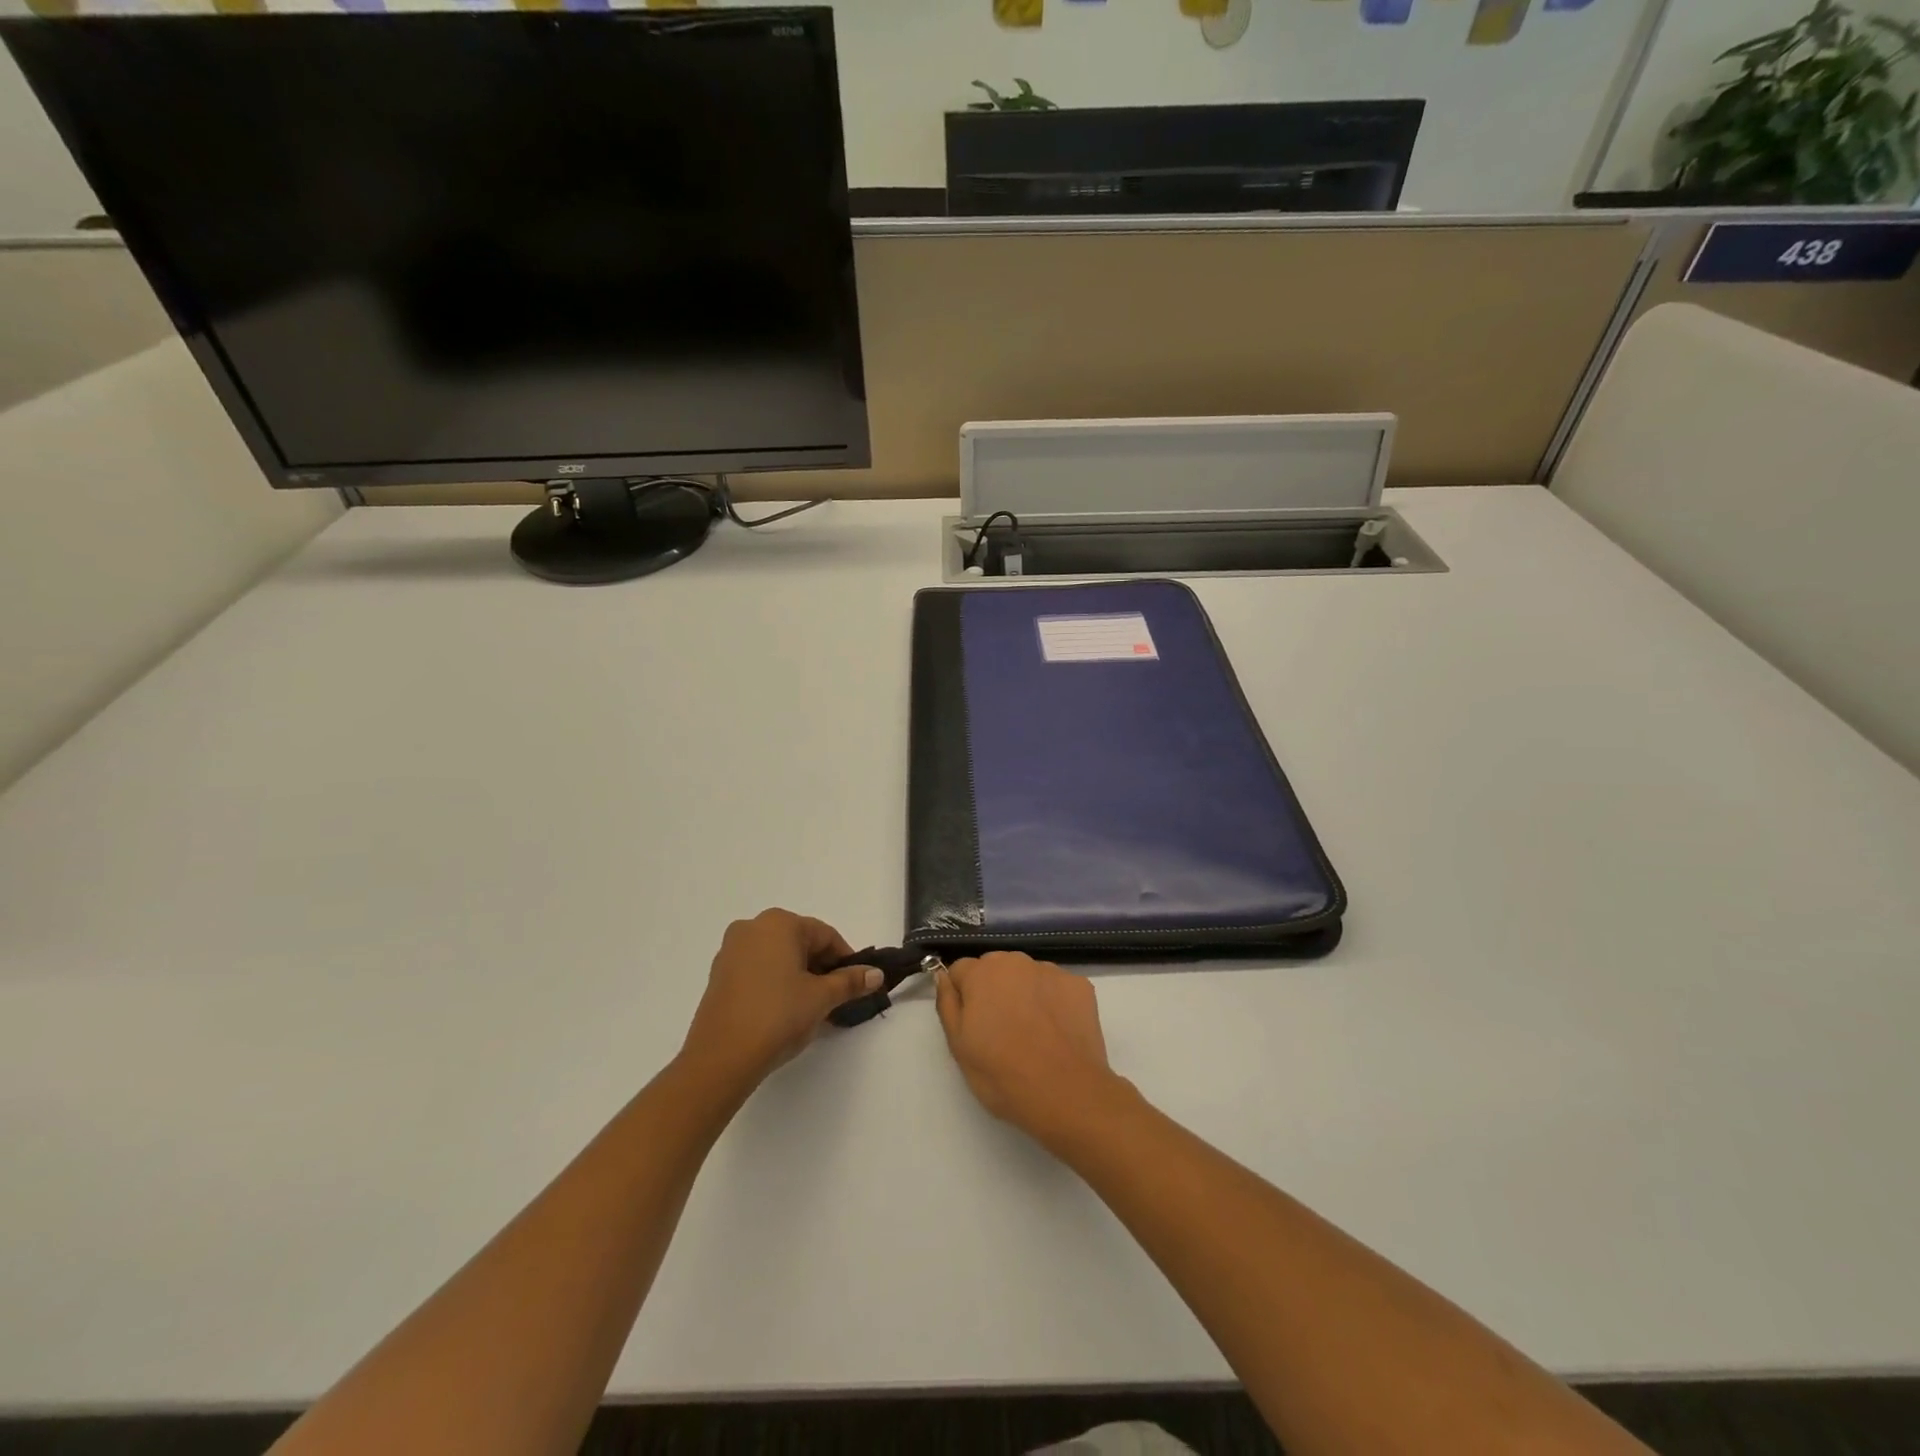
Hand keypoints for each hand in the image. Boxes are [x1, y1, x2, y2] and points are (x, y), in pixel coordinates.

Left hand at [680, 909, 883, 1090]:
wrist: (721, 1058)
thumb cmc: (778, 1016)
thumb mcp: (821, 998)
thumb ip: (850, 982)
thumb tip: (877, 974)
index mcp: (779, 923)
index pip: (825, 935)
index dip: (845, 960)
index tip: (856, 985)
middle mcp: (752, 928)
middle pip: (800, 943)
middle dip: (821, 968)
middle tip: (835, 998)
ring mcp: (730, 951)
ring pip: (778, 957)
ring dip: (799, 976)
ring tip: (811, 1008)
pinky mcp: (718, 975)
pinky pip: (758, 970)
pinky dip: (776, 983)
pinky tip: (784, 1011)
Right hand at [935, 952, 1126, 1146]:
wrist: (1067, 1093)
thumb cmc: (1003, 1075)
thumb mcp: (959, 1046)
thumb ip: (947, 1004)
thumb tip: (943, 976)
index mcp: (982, 973)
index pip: (961, 970)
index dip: (963, 996)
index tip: (972, 1024)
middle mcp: (1016, 961)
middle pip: (995, 967)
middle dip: (993, 990)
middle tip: (1000, 1030)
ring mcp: (1051, 971)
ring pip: (1027, 975)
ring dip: (1023, 992)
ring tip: (1031, 1032)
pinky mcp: (1079, 985)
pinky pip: (1056, 986)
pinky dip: (1053, 1001)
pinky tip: (1056, 1030)